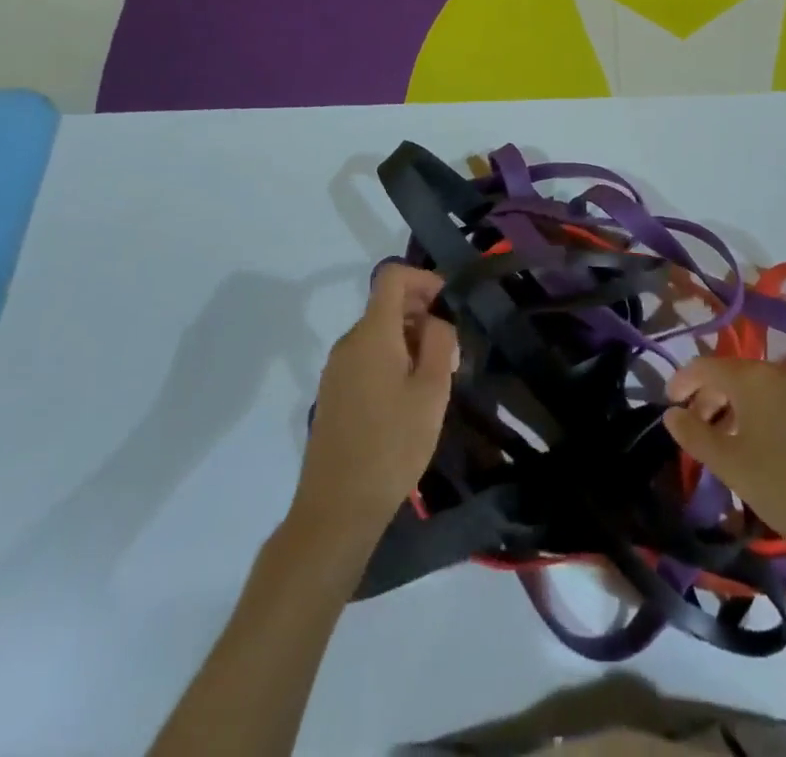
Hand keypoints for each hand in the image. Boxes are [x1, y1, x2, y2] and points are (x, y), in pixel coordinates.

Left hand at [293, 262, 457, 545]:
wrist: (336, 509)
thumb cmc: (392, 445)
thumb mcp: (432, 391)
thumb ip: (441, 343)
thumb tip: (437, 321)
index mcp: (372, 333)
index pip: (392, 276)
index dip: (424, 279)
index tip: (449, 304)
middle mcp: (349, 342)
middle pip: (387, 305)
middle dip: (423, 315)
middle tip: (452, 353)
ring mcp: (336, 368)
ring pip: (378, 333)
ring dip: (409, 341)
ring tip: (434, 380)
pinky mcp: (333, 393)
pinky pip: (366, 358)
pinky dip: (391, 360)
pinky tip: (408, 399)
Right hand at [665, 356, 785, 556]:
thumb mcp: (732, 465)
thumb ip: (696, 435)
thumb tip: (671, 414)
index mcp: (753, 378)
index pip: (705, 365)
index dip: (682, 381)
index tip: (669, 405)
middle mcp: (781, 373)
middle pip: (735, 375)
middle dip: (710, 397)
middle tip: (697, 428)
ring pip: (762, 390)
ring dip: (738, 408)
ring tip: (730, 442)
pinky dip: (766, 416)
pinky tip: (769, 449)